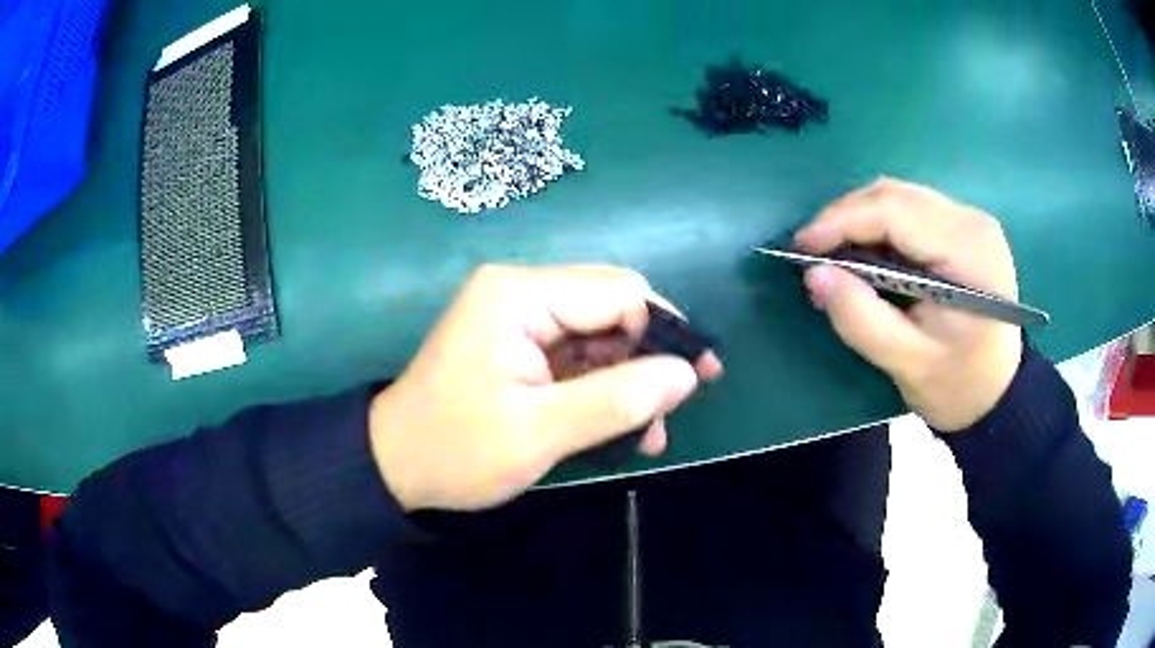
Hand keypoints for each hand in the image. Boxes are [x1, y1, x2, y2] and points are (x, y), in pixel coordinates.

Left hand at [368, 265, 722, 511]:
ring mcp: (519, 316)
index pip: (618, 293)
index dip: (665, 332)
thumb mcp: (539, 433)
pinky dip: (604, 386)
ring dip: (630, 378)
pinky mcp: (519, 343)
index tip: (699, 378)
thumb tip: (687, 374)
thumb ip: (616, 400)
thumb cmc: (456, 449)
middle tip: (671, 411)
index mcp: (519, 295)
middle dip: (649, 358)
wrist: (394, 465)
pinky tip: (621, 426)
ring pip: (601, 333)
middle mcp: (521, 291)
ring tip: (649, 433)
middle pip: (612, 307)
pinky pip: (578, 354)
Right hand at [795, 178, 1022, 430]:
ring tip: (834, 251)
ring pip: (900, 195)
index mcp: (969, 252)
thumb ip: (861, 320)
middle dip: (846, 216)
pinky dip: (879, 224)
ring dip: (860, 217)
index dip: (842, 221)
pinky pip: (911, 208)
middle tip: (812, 250)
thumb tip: (814, 274)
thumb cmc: (958, 386)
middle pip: (896, 195)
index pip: (897, 212)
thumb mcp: (908, 364)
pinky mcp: (963, 226)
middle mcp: (972, 221)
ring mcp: (969, 219)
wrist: (997, 392)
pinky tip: (866, 249)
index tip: (801, 246)